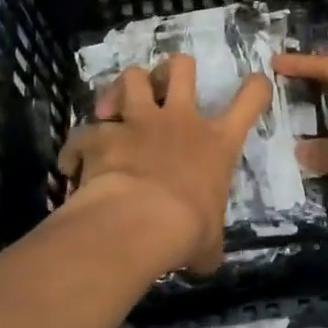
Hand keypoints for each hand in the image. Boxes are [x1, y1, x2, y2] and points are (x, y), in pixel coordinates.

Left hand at [56, 56, 271, 274]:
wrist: (139, 222)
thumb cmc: (187, 230)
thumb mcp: (210, 242)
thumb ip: (209, 243)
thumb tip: (208, 260)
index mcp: (217, 142)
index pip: (250, 99)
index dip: (255, 86)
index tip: (253, 84)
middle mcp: (180, 120)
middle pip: (181, 67)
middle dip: (173, 70)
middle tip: (164, 87)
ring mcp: (139, 122)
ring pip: (131, 76)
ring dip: (122, 87)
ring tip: (115, 105)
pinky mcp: (103, 134)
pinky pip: (84, 130)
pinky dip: (78, 144)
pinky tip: (72, 163)